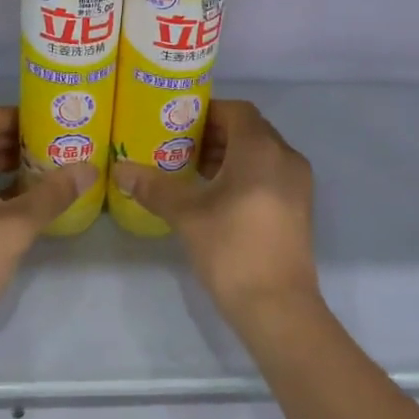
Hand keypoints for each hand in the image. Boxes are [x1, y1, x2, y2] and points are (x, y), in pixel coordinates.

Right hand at [113, 100, 320, 331]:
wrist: (278, 307)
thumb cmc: (231, 249)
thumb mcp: (187, 215)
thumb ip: (154, 187)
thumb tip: (120, 169)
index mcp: (261, 149)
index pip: (236, 110)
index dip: (208, 111)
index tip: (179, 122)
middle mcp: (285, 157)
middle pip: (249, 129)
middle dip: (215, 133)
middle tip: (180, 145)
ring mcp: (297, 183)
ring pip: (261, 152)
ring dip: (229, 154)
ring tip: (193, 170)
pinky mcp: (299, 207)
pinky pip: (270, 172)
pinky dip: (246, 172)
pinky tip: (217, 195)